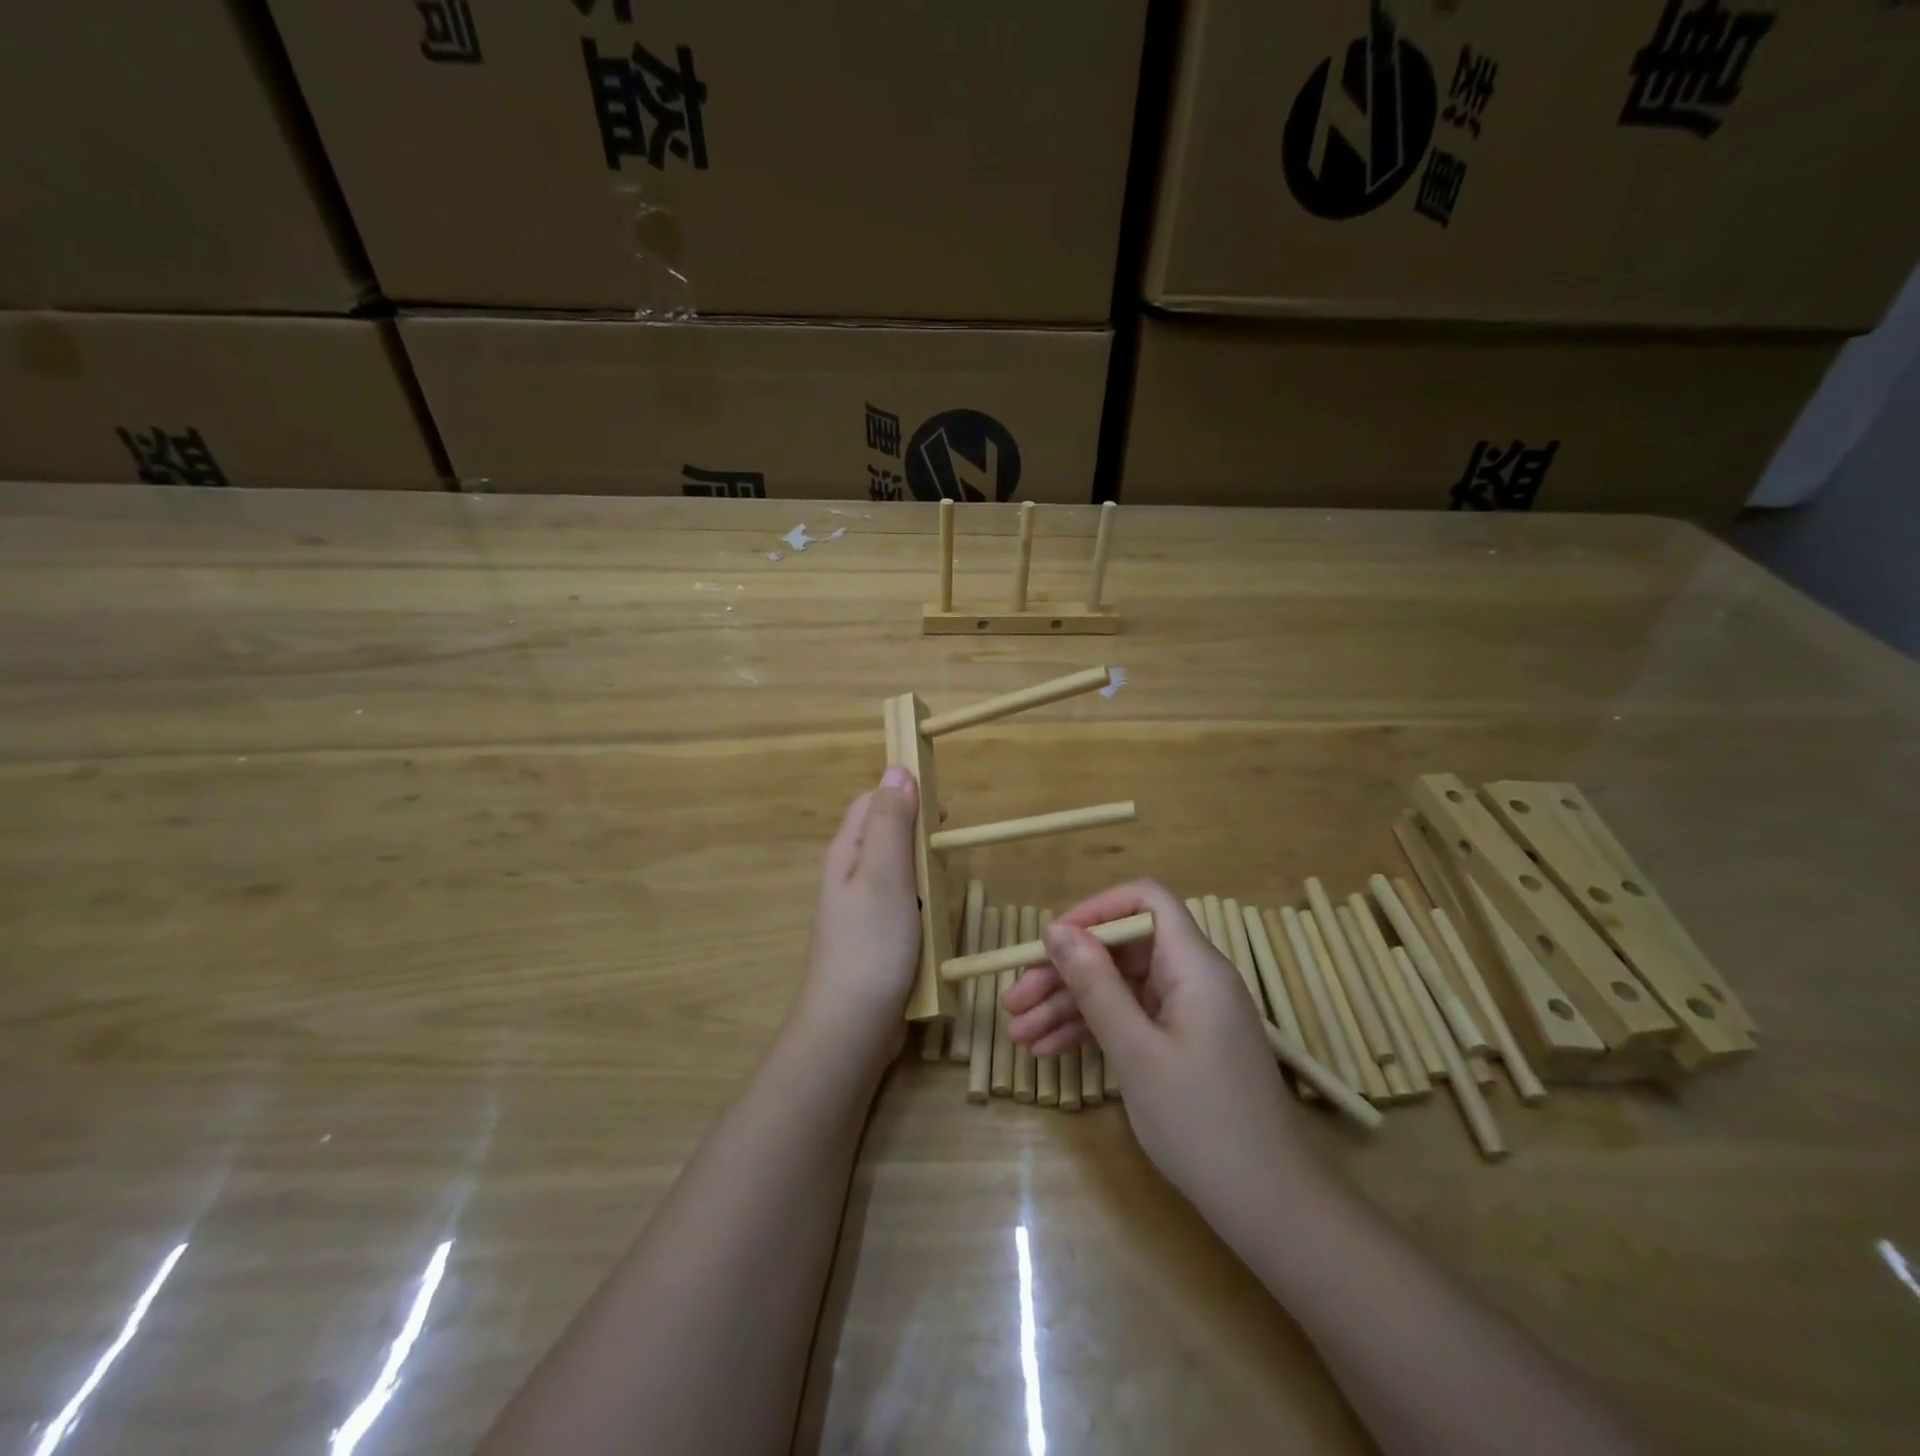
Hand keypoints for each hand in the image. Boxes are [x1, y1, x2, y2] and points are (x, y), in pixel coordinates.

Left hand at [794, 766, 922, 1075]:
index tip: (941, 807)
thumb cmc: (871, 943)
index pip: (872, 801)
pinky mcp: (877, 937)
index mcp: (847, 852)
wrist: (851, 1026)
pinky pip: (904, 905)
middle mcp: (850, 874)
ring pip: (899, 871)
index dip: (904, 793)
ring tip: (944, 884)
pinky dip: (923, 904)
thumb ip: (891, 821)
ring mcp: (863, 908)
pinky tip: (936, 918)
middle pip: (886, 834)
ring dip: (923, 870)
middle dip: (918, 834)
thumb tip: (897, 768)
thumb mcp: (884, 873)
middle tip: (947, 847)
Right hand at [1004, 880, 1321, 1220]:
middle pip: (1121, 949)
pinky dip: (1094, 1030)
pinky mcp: (1184, 1042)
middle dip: (1065, 971)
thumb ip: (1095, 985)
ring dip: (1069, 1006)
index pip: (1145, 901)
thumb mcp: (1135, 1051)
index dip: (1095, 910)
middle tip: (1014, 1001)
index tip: (1051, 943)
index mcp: (1193, 965)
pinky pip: (1132, 1018)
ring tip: (1019, 1034)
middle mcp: (1193, 977)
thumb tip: (1056, 929)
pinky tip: (1050, 1052)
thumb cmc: (1201, 1123)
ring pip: (1120, 987)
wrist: (1269, 1206)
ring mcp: (1189, 1012)